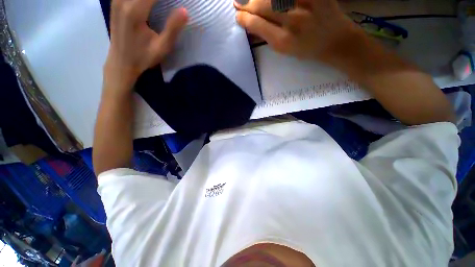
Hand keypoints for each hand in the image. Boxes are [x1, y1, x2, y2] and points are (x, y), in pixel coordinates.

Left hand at [105, 0, 187, 89]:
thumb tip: (185, 10)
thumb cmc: (143, 57)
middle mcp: (123, 0)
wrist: (121, 61)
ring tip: (163, 5)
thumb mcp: (162, 47)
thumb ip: (173, 28)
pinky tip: (152, 4)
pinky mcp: (116, 1)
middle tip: (173, 4)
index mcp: (134, 11)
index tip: (180, 3)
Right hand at [235, 0, 358, 62]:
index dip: (244, 18)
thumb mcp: (285, 50)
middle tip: (240, 4)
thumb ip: (267, 37)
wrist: (336, 41)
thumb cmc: (307, 49)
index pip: (256, 24)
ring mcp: (305, 3)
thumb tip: (251, 25)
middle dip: (248, 4)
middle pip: (262, 5)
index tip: (238, 16)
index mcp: (283, 41)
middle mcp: (292, 21)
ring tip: (253, 2)